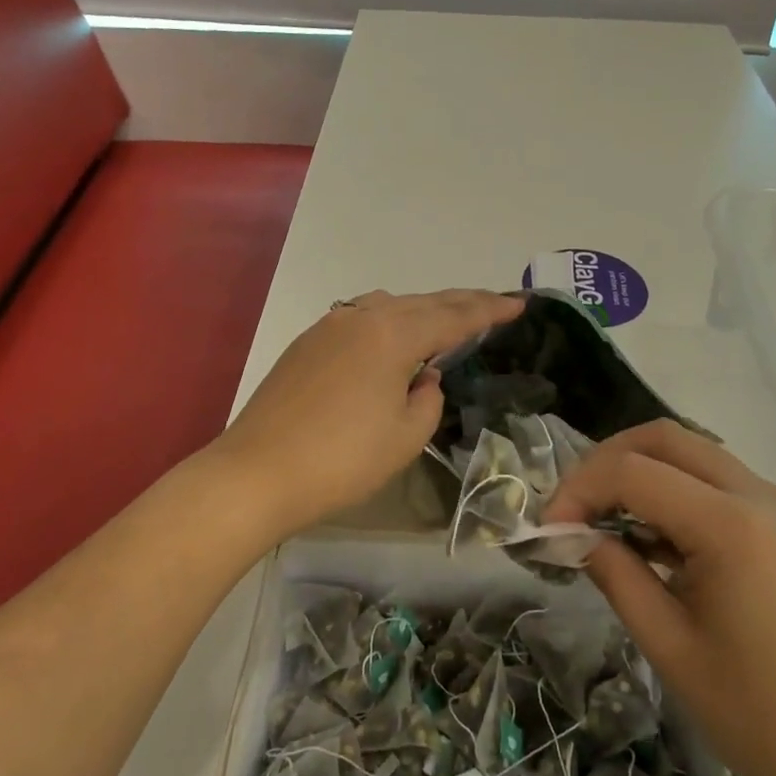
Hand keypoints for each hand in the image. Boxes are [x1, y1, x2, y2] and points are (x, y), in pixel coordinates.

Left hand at [215, 289, 524, 539]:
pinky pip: (361, 319)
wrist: (257, 473)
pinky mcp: (306, 344)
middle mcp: (362, 318)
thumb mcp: (406, 436)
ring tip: (446, 320)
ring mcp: (329, 326)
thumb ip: (428, 399)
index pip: (454, 316)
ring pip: (389, 306)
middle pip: (423, 302)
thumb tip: (424, 376)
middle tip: (494, 304)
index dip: (490, 311)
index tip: (518, 305)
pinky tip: (392, 340)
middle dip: (461, 303)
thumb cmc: (342, 460)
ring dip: (422, 310)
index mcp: (393, 335)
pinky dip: (389, 322)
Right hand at [545, 420, 775, 775]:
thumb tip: (572, 535)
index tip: (547, 531)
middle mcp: (758, 496)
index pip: (632, 472)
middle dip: (604, 462)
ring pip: (690, 453)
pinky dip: (669, 493)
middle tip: (571, 510)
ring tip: (600, 522)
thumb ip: (616, 575)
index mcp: (731, 525)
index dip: (578, 491)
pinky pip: (713, 483)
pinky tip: (647, 540)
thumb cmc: (763, 717)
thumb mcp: (670, 647)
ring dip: (638, 473)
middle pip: (664, 438)